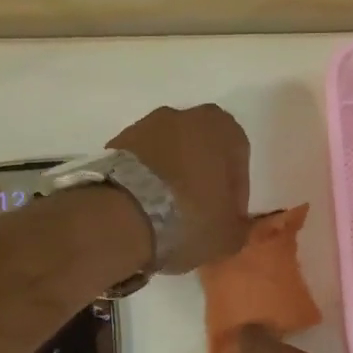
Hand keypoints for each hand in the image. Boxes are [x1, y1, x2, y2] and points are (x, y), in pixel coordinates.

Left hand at [108, 104, 250, 272]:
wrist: (119, 217)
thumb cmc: (188, 219)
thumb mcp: (229, 236)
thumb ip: (238, 226)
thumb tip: (233, 225)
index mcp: (220, 127)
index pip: (239, 157)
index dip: (236, 191)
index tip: (228, 217)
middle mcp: (183, 116)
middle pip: (201, 150)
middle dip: (202, 178)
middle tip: (200, 214)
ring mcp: (143, 126)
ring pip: (169, 154)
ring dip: (172, 178)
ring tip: (167, 216)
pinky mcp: (114, 143)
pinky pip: (140, 163)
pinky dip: (145, 182)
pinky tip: (143, 211)